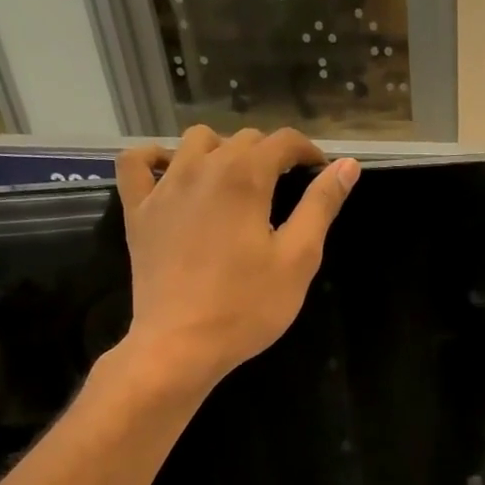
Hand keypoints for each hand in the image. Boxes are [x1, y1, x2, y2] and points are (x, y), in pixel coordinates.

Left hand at [112, 126, 358, 387]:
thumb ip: (321, 206)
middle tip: (286, 189)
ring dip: (222, 151)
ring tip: (238, 184)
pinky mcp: (138, 211)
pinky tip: (172, 173)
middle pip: (242, 139)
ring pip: (195, 142)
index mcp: (245, 177)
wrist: (181, 345)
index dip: (308, 152)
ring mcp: (164, 187)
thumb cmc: (247, 306)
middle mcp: (202, 168)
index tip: (321, 173)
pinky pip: (137, 163)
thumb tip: (348, 165)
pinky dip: (156, 158)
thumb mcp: (298, 259)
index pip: (283, 142)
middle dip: (271, 155)